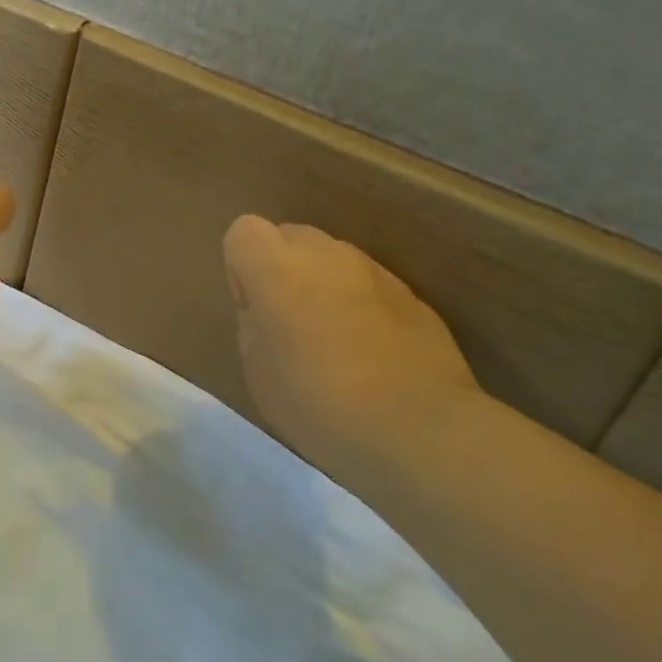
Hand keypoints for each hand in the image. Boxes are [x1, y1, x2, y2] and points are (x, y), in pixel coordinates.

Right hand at [223, 215, 484, 479]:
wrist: (420, 430)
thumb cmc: (319, 404)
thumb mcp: (258, 373)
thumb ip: (253, 326)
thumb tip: (265, 311)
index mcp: (278, 269)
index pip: (243, 231)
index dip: (241, 268)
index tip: (253, 310)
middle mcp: (326, 255)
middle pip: (290, 236)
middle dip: (281, 268)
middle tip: (286, 323)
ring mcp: (374, 271)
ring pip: (332, 258)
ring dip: (321, 285)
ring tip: (329, 340)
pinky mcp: (412, 295)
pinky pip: (367, 285)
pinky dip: (358, 304)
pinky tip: (368, 352)